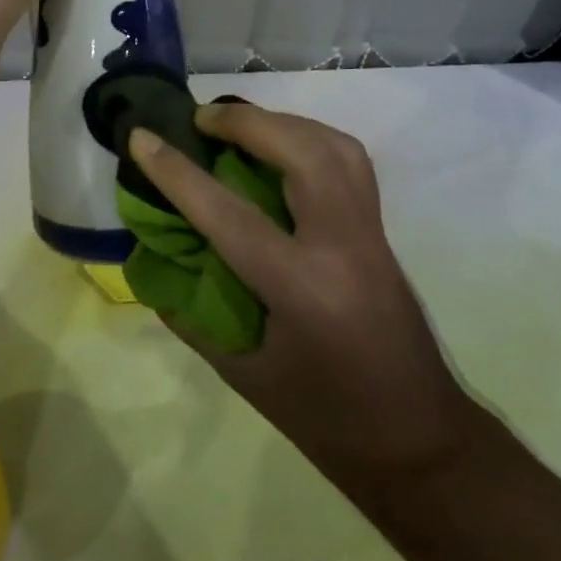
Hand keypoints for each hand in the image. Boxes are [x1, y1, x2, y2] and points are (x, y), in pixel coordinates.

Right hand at [127, 102, 478, 485]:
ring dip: (281, 122)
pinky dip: (310, 138)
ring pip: (333, 146)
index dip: (177, 172)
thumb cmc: (325, 420)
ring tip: (239, 123)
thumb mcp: (244, 375)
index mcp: (302, 289)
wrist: (420, 442)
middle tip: (199, 119)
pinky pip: (349, 161)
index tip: (140, 137)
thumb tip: (153, 263)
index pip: (228, 214)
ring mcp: (371, 233)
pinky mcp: (382, 231)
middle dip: (245, 122)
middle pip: (300, 153)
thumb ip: (193, 315)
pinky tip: (282, 148)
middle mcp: (342, 247)